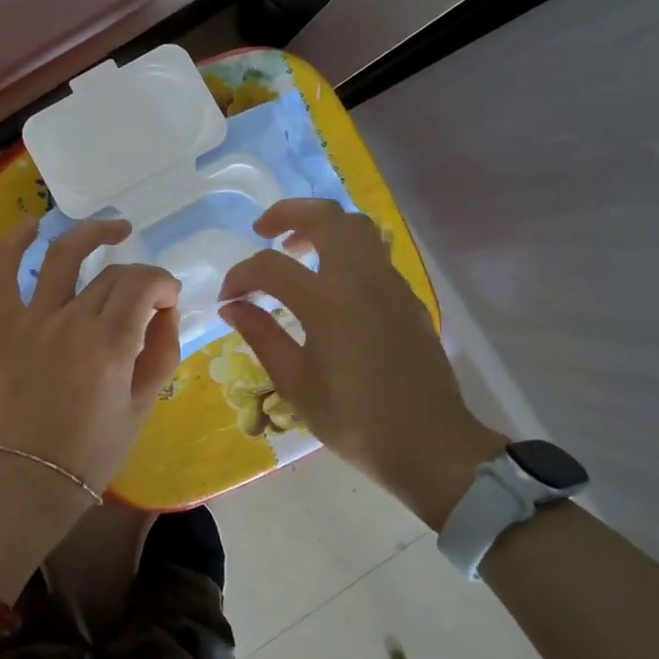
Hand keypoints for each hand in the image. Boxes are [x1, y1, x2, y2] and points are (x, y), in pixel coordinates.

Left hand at [0, 216, 181, 494]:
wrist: (33, 476)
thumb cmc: (95, 449)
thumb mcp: (144, 404)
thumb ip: (162, 351)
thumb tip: (165, 310)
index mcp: (110, 344)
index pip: (144, 285)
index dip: (164, 284)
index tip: (170, 301)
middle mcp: (71, 321)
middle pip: (112, 274)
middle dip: (141, 277)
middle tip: (149, 298)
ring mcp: (34, 320)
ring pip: (63, 257)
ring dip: (91, 234)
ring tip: (115, 229)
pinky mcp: (7, 327)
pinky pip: (3, 276)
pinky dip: (13, 245)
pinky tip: (32, 224)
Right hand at [218, 199, 506, 527]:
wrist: (430, 445)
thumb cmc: (355, 421)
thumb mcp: (296, 384)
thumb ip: (261, 335)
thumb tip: (233, 307)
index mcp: (328, 302)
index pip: (270, 266)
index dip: (240, 276)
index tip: (227, 298)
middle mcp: (362, 280)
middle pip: (326, 217)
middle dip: (287, 214)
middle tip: (263, 231)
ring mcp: (391, 284)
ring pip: (357, 227)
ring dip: (321, 226)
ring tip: (296, 249)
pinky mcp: (407, 298)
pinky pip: (373, 254)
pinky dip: (344, 251)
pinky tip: (330, 283)